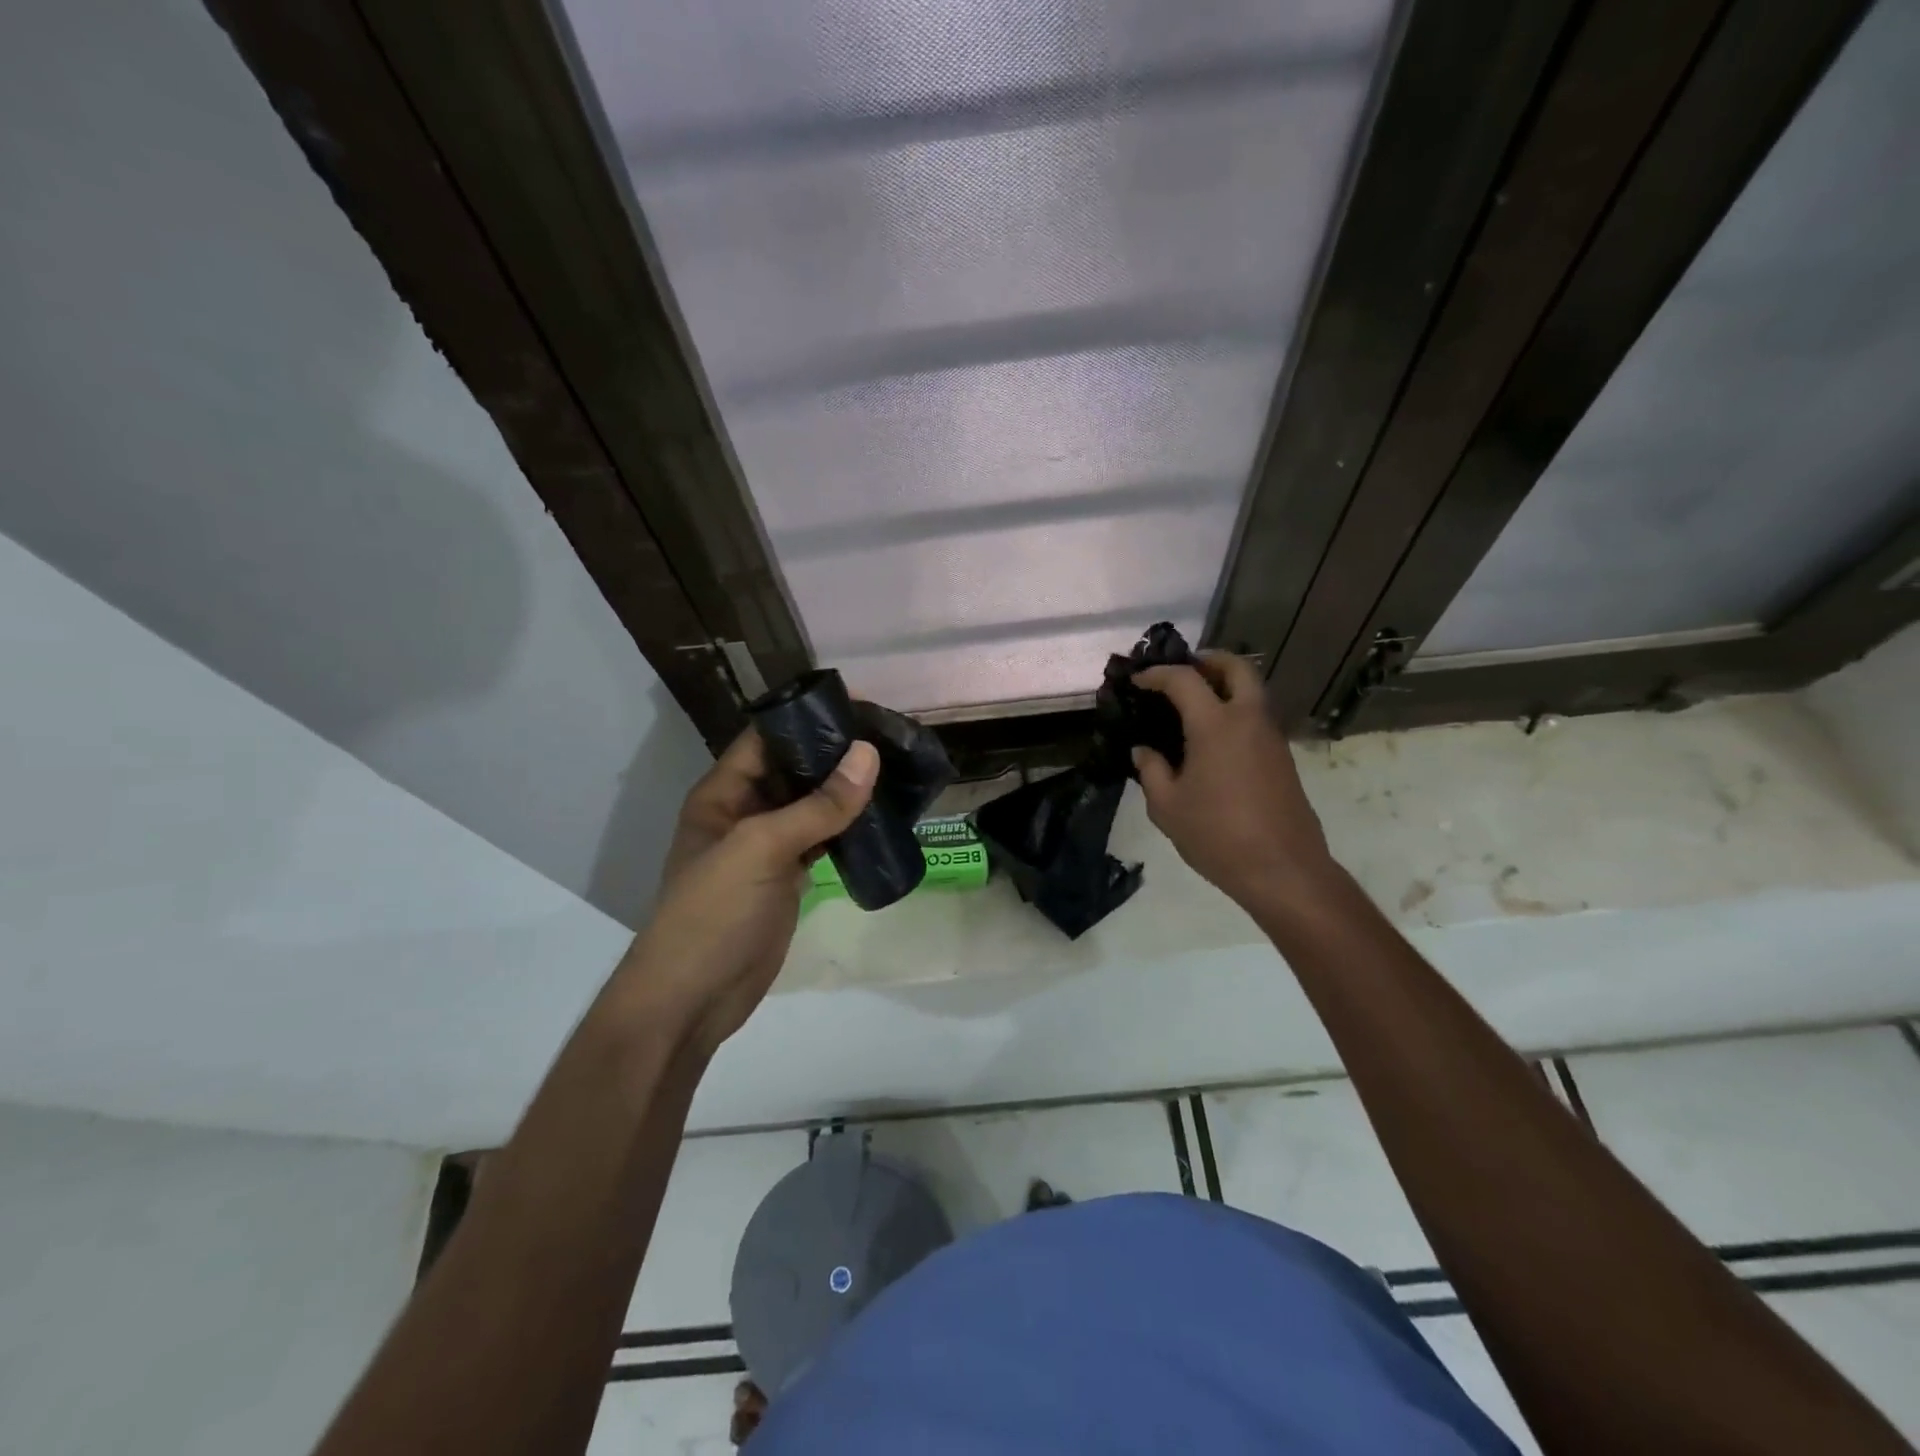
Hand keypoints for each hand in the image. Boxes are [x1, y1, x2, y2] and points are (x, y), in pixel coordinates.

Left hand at [618, 729, 877, 1054]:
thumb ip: (818, 805)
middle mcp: (744, 811)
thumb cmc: (713, 912)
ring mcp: (767, 847)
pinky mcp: (787, 877)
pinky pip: (821, 840)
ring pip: (812, 806)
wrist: (693, 999)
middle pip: (794, 770)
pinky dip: (848, 829)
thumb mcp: (761, 848)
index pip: (767, 738)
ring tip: (895, 769)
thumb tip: (869, 754)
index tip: (861, 708)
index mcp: (723, 793)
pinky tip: (882, 817)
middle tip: (890, 738)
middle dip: (836, 754)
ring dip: (846, 791)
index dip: (808, 719)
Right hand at [1132, 652, 1336, 911]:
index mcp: (1216, 725)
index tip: (1138, 681)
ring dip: (1225, 685)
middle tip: (1183, 671)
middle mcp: (1248, 720)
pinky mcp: (1282, 758)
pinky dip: (1235, 710)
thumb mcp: (1167, 807)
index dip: (1158, 675)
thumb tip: (1144, 751)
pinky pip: (1257, 717)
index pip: (1184, 680)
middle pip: (1237, 668)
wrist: (1283, 869)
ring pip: (1252, 691)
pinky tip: (1212, 738)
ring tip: (1193, 704)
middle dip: (1209, 660)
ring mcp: (1271, 738)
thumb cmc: (1217, 835)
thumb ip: (1151, 771)